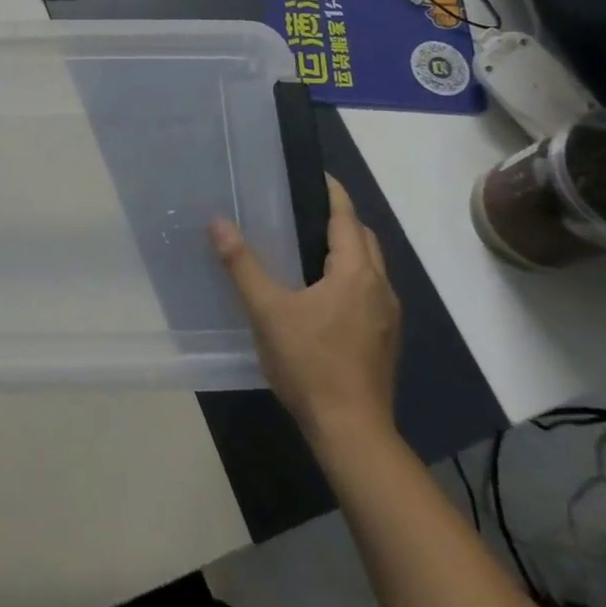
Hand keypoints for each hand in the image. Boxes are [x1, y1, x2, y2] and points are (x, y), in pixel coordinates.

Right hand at [211, 175, 400, 446]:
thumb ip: (243, 265)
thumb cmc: (310, 365)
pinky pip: (370, 290)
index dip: (332, 192)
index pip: (346, 217)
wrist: (352, 433)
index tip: (315, 174)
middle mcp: (380, 287)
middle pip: (364, 239)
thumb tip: (218, 223)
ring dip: (348, 250)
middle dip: (340, 219)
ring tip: (309, 246)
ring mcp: (387, 316)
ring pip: (370, 267)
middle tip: (303, 209)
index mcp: (356, 273)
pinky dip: (351, 276)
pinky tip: (323, 293)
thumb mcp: (268, 312)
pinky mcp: (385, 339)